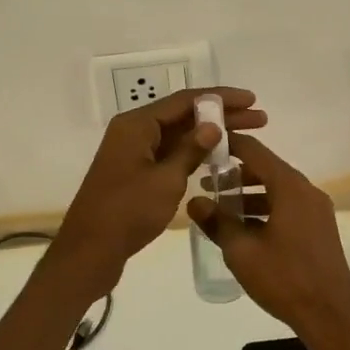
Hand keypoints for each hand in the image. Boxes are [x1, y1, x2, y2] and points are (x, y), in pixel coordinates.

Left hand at [56, 87, 267, 276]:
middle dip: (221, 115)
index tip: (252, 100)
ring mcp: (133, 153)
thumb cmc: (127, 212)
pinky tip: (217, 158)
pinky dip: (193, 152)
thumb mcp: (166, 180)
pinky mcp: (135, 173)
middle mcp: (133, 131)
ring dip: (209, 134)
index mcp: (137, 124)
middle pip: (183, 115)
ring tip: (247, 135)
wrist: (89, 252)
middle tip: (260, 119)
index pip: (185, 100)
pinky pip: (169, 153)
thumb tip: (213, 124)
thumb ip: (190, 150)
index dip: (220, 98)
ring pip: (177, 135)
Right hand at [188, 134, 349, 345]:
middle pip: (266, 168)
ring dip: (249, 193)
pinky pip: (287, 206)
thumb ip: (217, 222)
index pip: (254, 150)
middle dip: (235, 173)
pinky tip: (244, 228)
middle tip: (206, 182)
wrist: (330, 316)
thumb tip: (195, 201)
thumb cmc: (284, 278)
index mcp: (289, 187)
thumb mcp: (241, 251)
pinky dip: (265, 208)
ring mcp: (316, 209)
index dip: (228, 144)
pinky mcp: (319, 227)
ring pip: (277, 189)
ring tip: (220, 208)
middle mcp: (306, 190)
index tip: (204, 146)